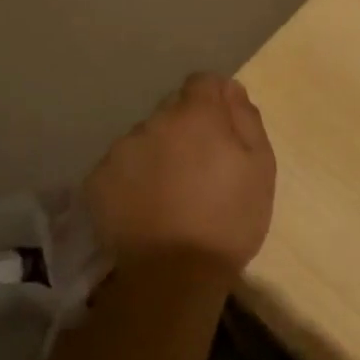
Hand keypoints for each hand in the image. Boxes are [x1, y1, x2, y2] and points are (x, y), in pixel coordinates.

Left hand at [82, 73, 276, 277]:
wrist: (172, 277)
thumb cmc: (228, 221)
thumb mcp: (261, 168)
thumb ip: (246, 120)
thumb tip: (232, 90)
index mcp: (196, 114)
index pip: (203, 82)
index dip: (216, 100)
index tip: (224, 130)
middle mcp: (154, 121)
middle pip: (173, 110)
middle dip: (187, 128)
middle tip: (200, 168)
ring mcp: (121, 150)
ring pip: (146, 137)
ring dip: (159, 152)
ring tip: (170, 193)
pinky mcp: (98, 179)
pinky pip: (122, 166)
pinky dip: (134, 178)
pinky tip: (146, 207)